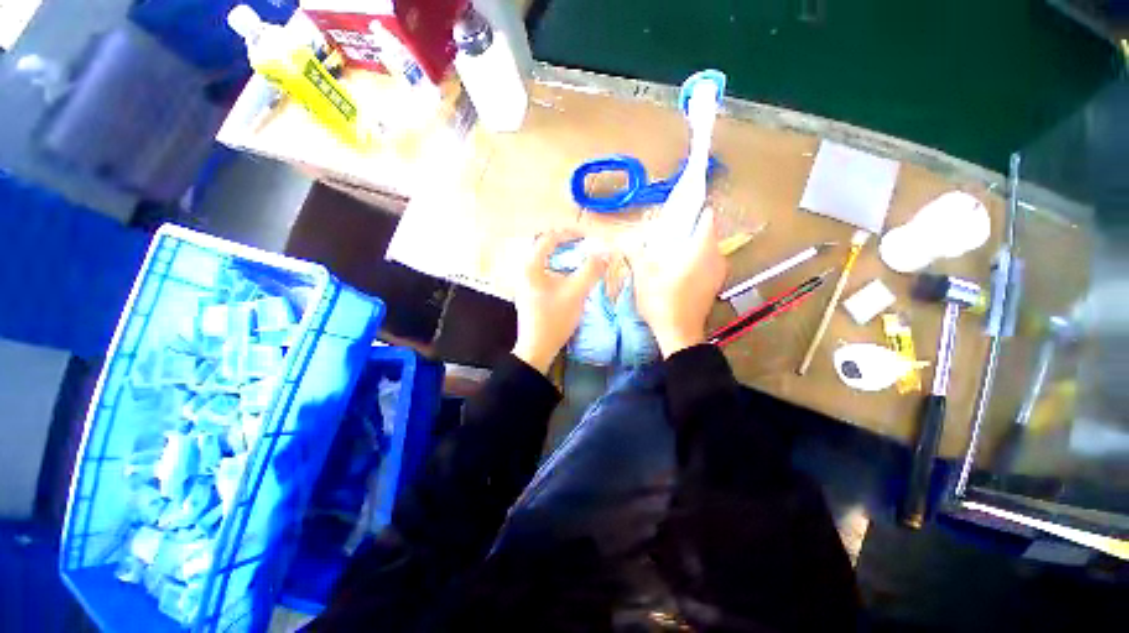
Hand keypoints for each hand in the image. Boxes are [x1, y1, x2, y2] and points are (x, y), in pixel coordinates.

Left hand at [512, 230, 608, 373]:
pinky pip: (545, 273)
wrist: (537, 348)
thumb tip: (605, 253)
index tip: (587, 238)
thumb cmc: (554, 319)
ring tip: (580, 261)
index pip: (549, 238)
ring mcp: (526, 283)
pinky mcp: (531, 293)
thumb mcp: (576, 293)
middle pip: (546, 248)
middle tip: (584, 247)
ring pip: (546, 261)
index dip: (569, 234)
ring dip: (563, 258)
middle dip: (566, 245)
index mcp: (531, 266)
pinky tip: (570, 279)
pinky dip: (559, 270)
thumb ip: (591, 270)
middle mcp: (525, 271)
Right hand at [628, 208, 727, 356]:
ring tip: (669, 252)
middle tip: (665, 235)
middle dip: (688, 230)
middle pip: (706, 233)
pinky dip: (695, 260)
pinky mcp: (715, 285)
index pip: (707, 217)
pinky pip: (708, 263)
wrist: (679, 334)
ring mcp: (718, 273)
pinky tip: (677, 270)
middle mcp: (716, 257)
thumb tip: (626, 239)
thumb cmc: (662, 302)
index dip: (693, 211)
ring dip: (691, 246)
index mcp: (702, 249)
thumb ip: (636, 253)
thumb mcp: (644, 275)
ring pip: (707, 249)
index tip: (675, 214)